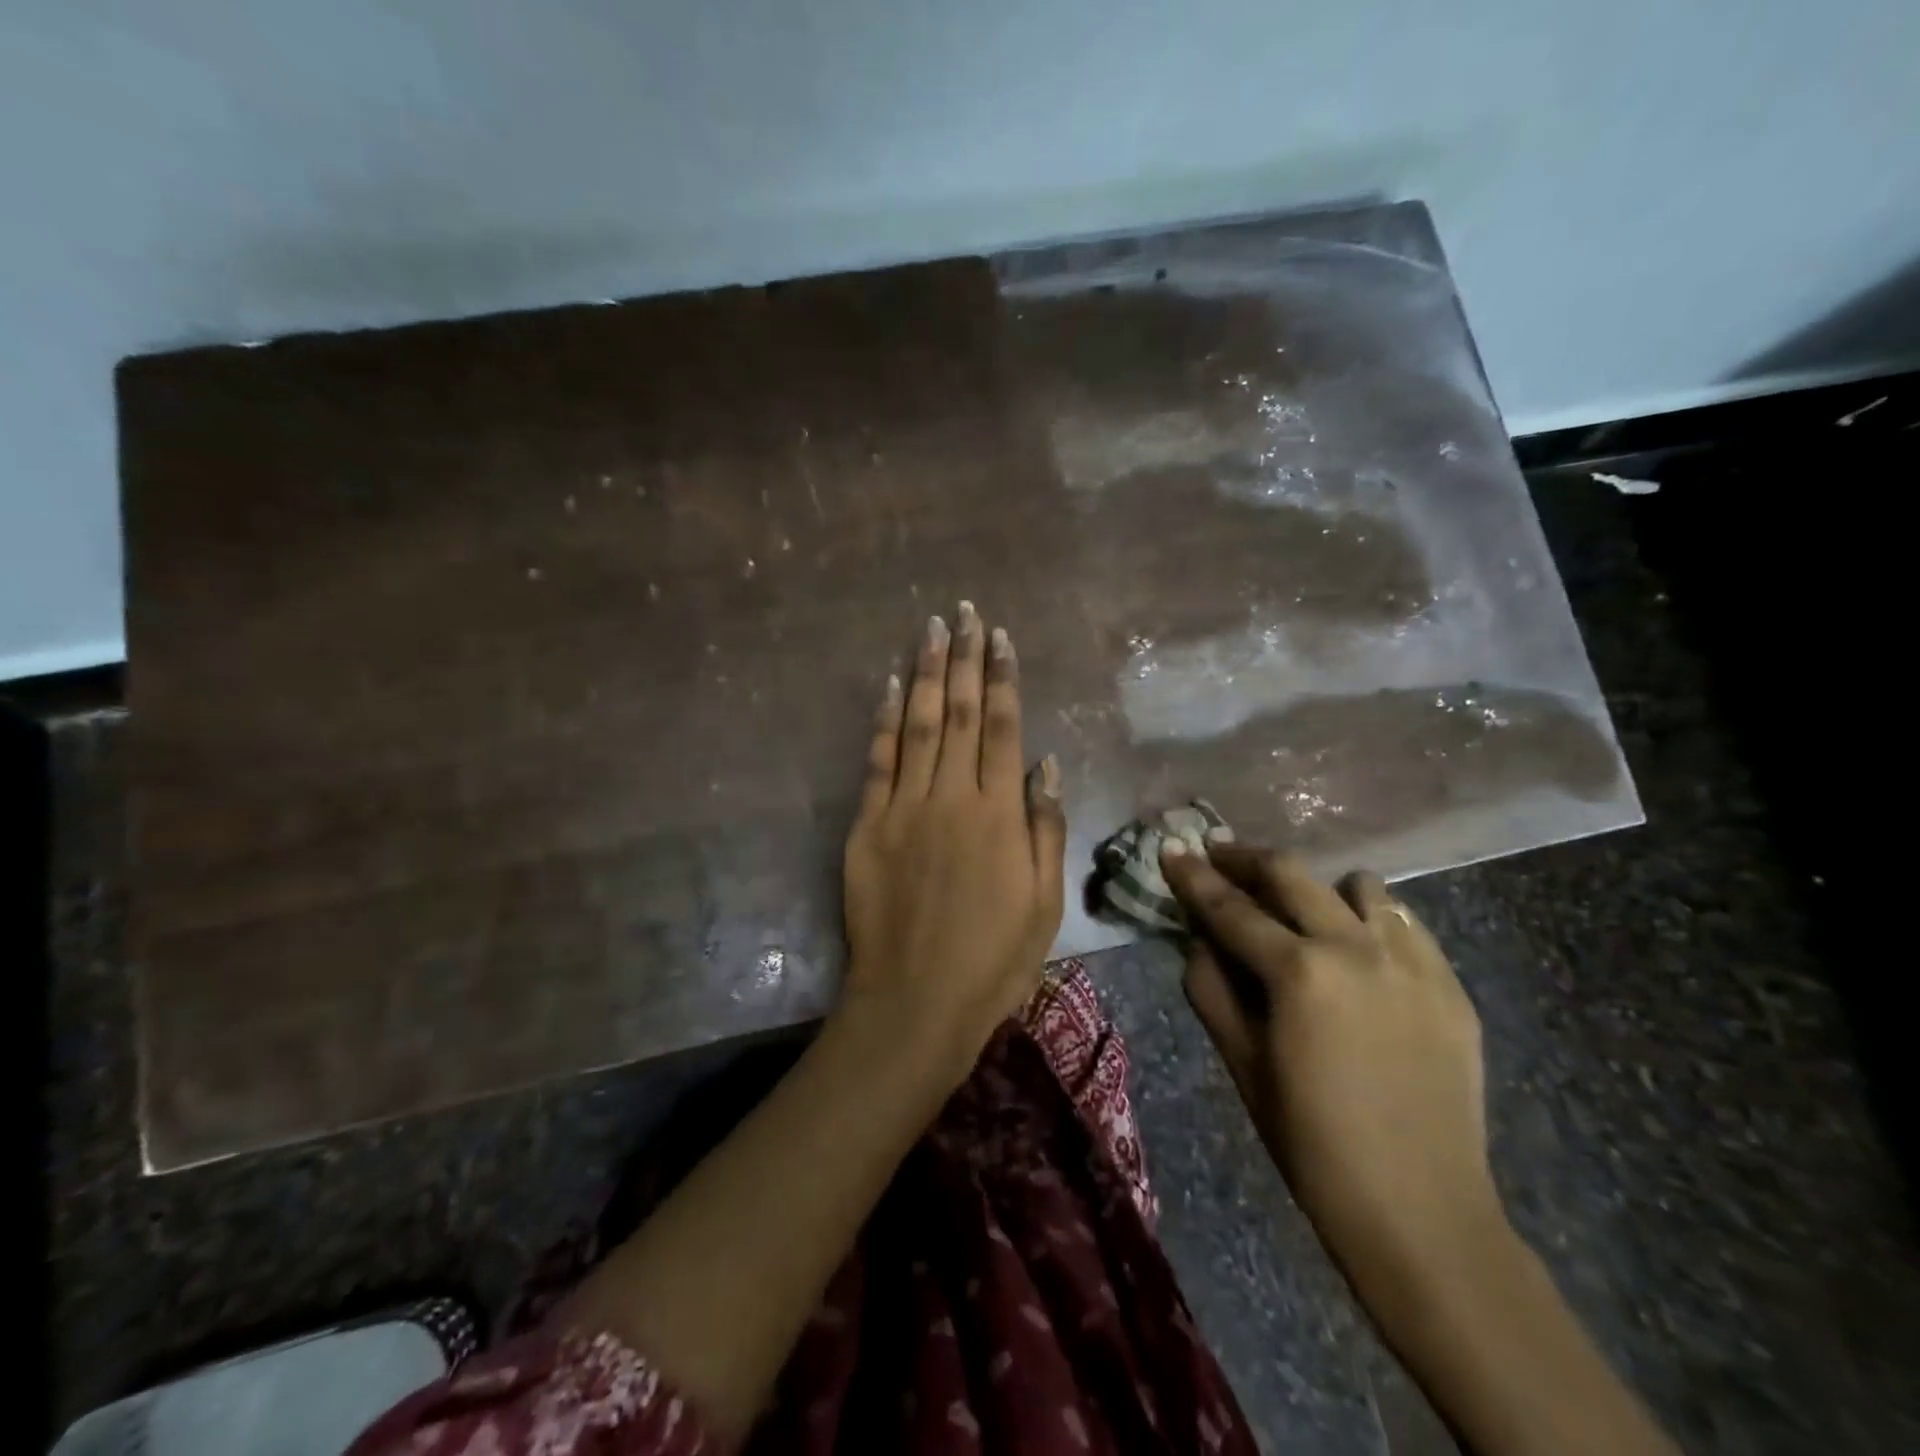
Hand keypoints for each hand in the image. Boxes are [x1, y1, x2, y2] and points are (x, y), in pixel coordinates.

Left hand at [841, 602, 1066, 1078]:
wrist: (916, 1001)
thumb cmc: (994, 958)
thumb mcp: (1044, 901)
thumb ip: (1045, 827)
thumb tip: (1045, 764)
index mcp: (999, 813)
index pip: (1004, 726)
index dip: (1002, 677)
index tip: (999, 637)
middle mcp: (952, 796)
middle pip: (961, 712)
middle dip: (964, 657)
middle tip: (964, 612)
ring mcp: (904, 807)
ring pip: (918, 724)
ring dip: (926, 673)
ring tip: (930, 629)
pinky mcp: (868, 825)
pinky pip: (878, 761)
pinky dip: (885, 720)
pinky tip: (891, 687)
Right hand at [1161, 838, 1504, 1296]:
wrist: (1421, 1212)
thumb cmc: (1311, 1143)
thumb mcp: (1242, 1064)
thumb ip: (1211, 989)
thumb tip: (1199, 940)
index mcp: (1298, 972)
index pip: (1231, 907)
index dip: (1194, 876)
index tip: (1172, 849)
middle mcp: (1356, 948)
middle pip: (1292, 873)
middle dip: (1246, 858)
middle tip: (1220, 856)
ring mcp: (1412, 962)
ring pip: (1359, 885)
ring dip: (1318, 888)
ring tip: (1301, 911)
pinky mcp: (1450, 984)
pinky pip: (1405, 922)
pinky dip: (1371, 919)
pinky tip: (1358, 950)